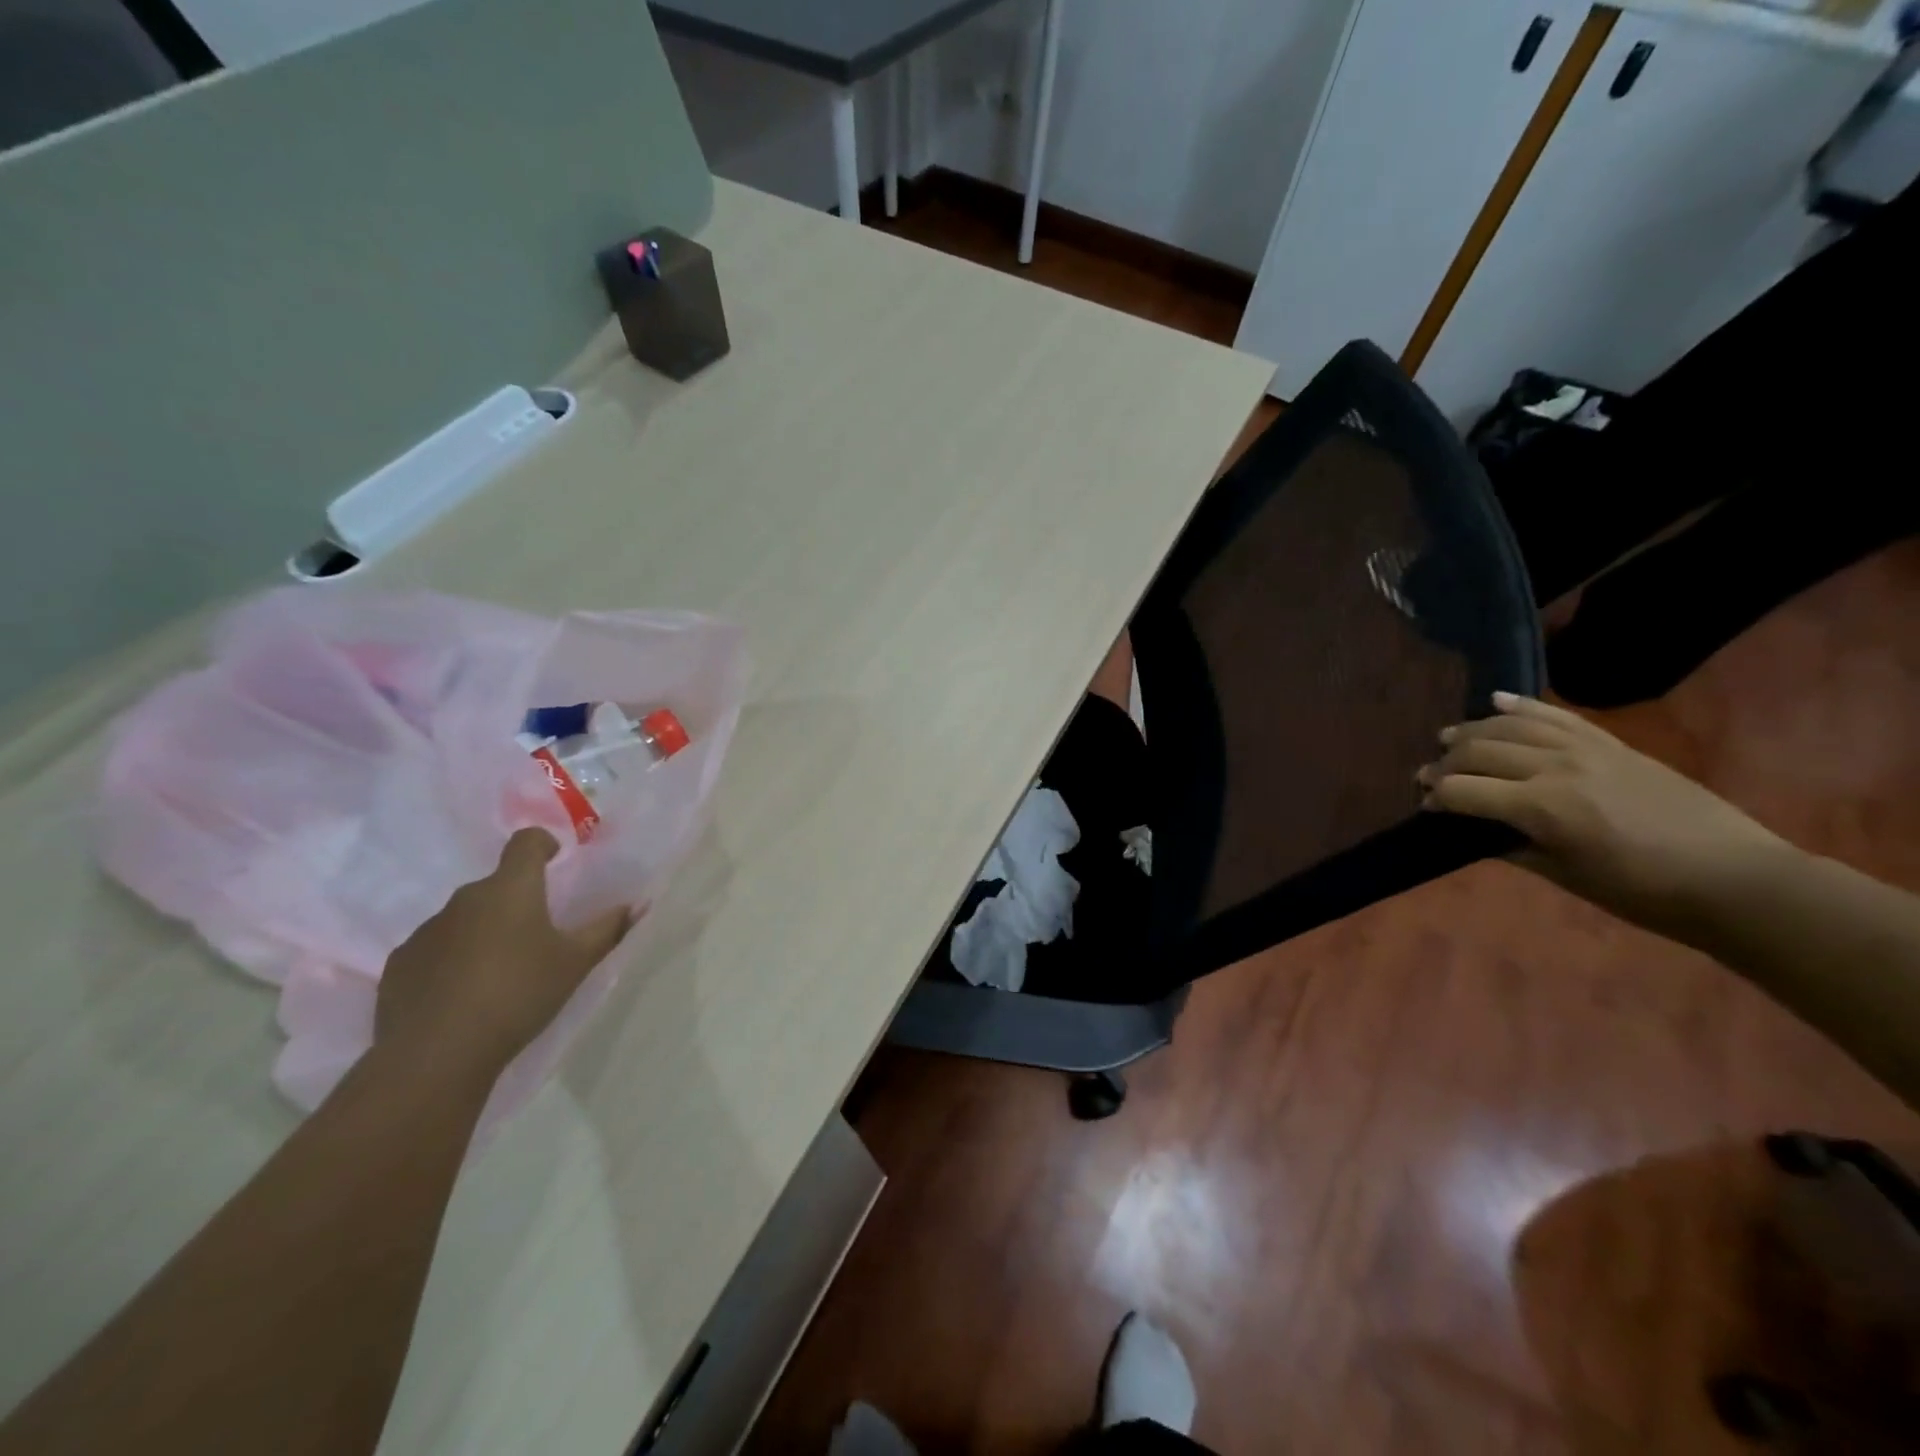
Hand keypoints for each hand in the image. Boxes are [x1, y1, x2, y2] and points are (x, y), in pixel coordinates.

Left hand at [376, 829, 632, 1076]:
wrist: (435, 1055)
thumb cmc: (518, 994)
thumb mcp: (575, 963)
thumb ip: (608, 929)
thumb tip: (638, 904)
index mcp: (511, 889)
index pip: (525, 841)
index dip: (543, 844)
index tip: (556, 861)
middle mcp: (465, 899)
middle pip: (496, 884)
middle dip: (517, 899)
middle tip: (538, 933)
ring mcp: (426, 931)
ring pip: (464, 917)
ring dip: (484, 930)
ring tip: (500, 970)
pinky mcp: (399, 964)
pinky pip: (435, 948)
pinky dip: (452, 959)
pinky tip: (463, 994)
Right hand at [1420, 693, 1787, 936]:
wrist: (1735, 878)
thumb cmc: (1643, 892)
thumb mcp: (1565, 876)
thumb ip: (1512, 846)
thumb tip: (1473, 830)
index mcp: (1542, 808)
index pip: (1462, 791)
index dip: (1435, 799)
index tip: (1425, 808)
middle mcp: (1556, 768)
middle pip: (1478, 751)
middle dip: (1444, 765)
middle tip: (1428, 778)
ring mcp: (1586, 750)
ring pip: (1510, 725)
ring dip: (1472, 730)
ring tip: (1448, 739)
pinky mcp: (1611, 744)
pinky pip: (1557, 715)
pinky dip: (1522, 705)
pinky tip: (1495, 701)